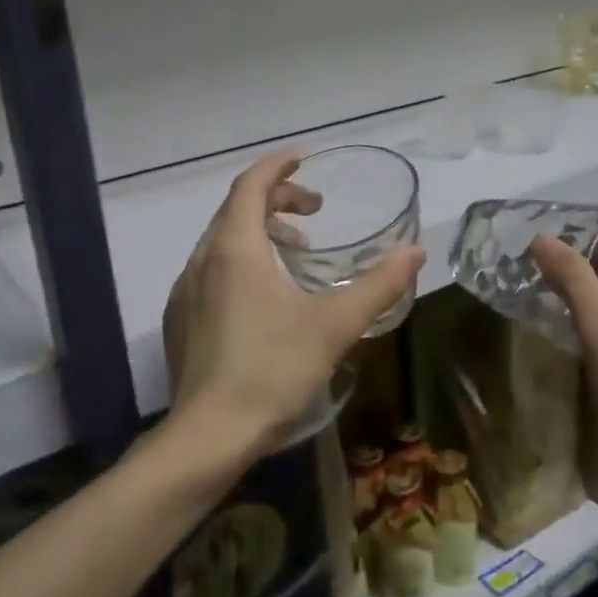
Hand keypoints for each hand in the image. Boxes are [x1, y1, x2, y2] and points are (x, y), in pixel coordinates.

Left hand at [163, 152, 424, 464]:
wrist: (209, 436)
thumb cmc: (273, 370)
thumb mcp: (335, 325)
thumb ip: (379, 285)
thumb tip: (416, 252)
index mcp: (235, 249)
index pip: (251, 185)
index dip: (279, 167)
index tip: (307, 161)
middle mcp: (202, 260)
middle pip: (236, 209)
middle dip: (277, 200)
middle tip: (316, 213)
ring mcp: (185, 292)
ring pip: (222, 241)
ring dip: (260, 232)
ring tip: (297, 253)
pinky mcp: (181, 321)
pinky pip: (212, 270)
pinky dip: (241, 262)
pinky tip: (266, 298)